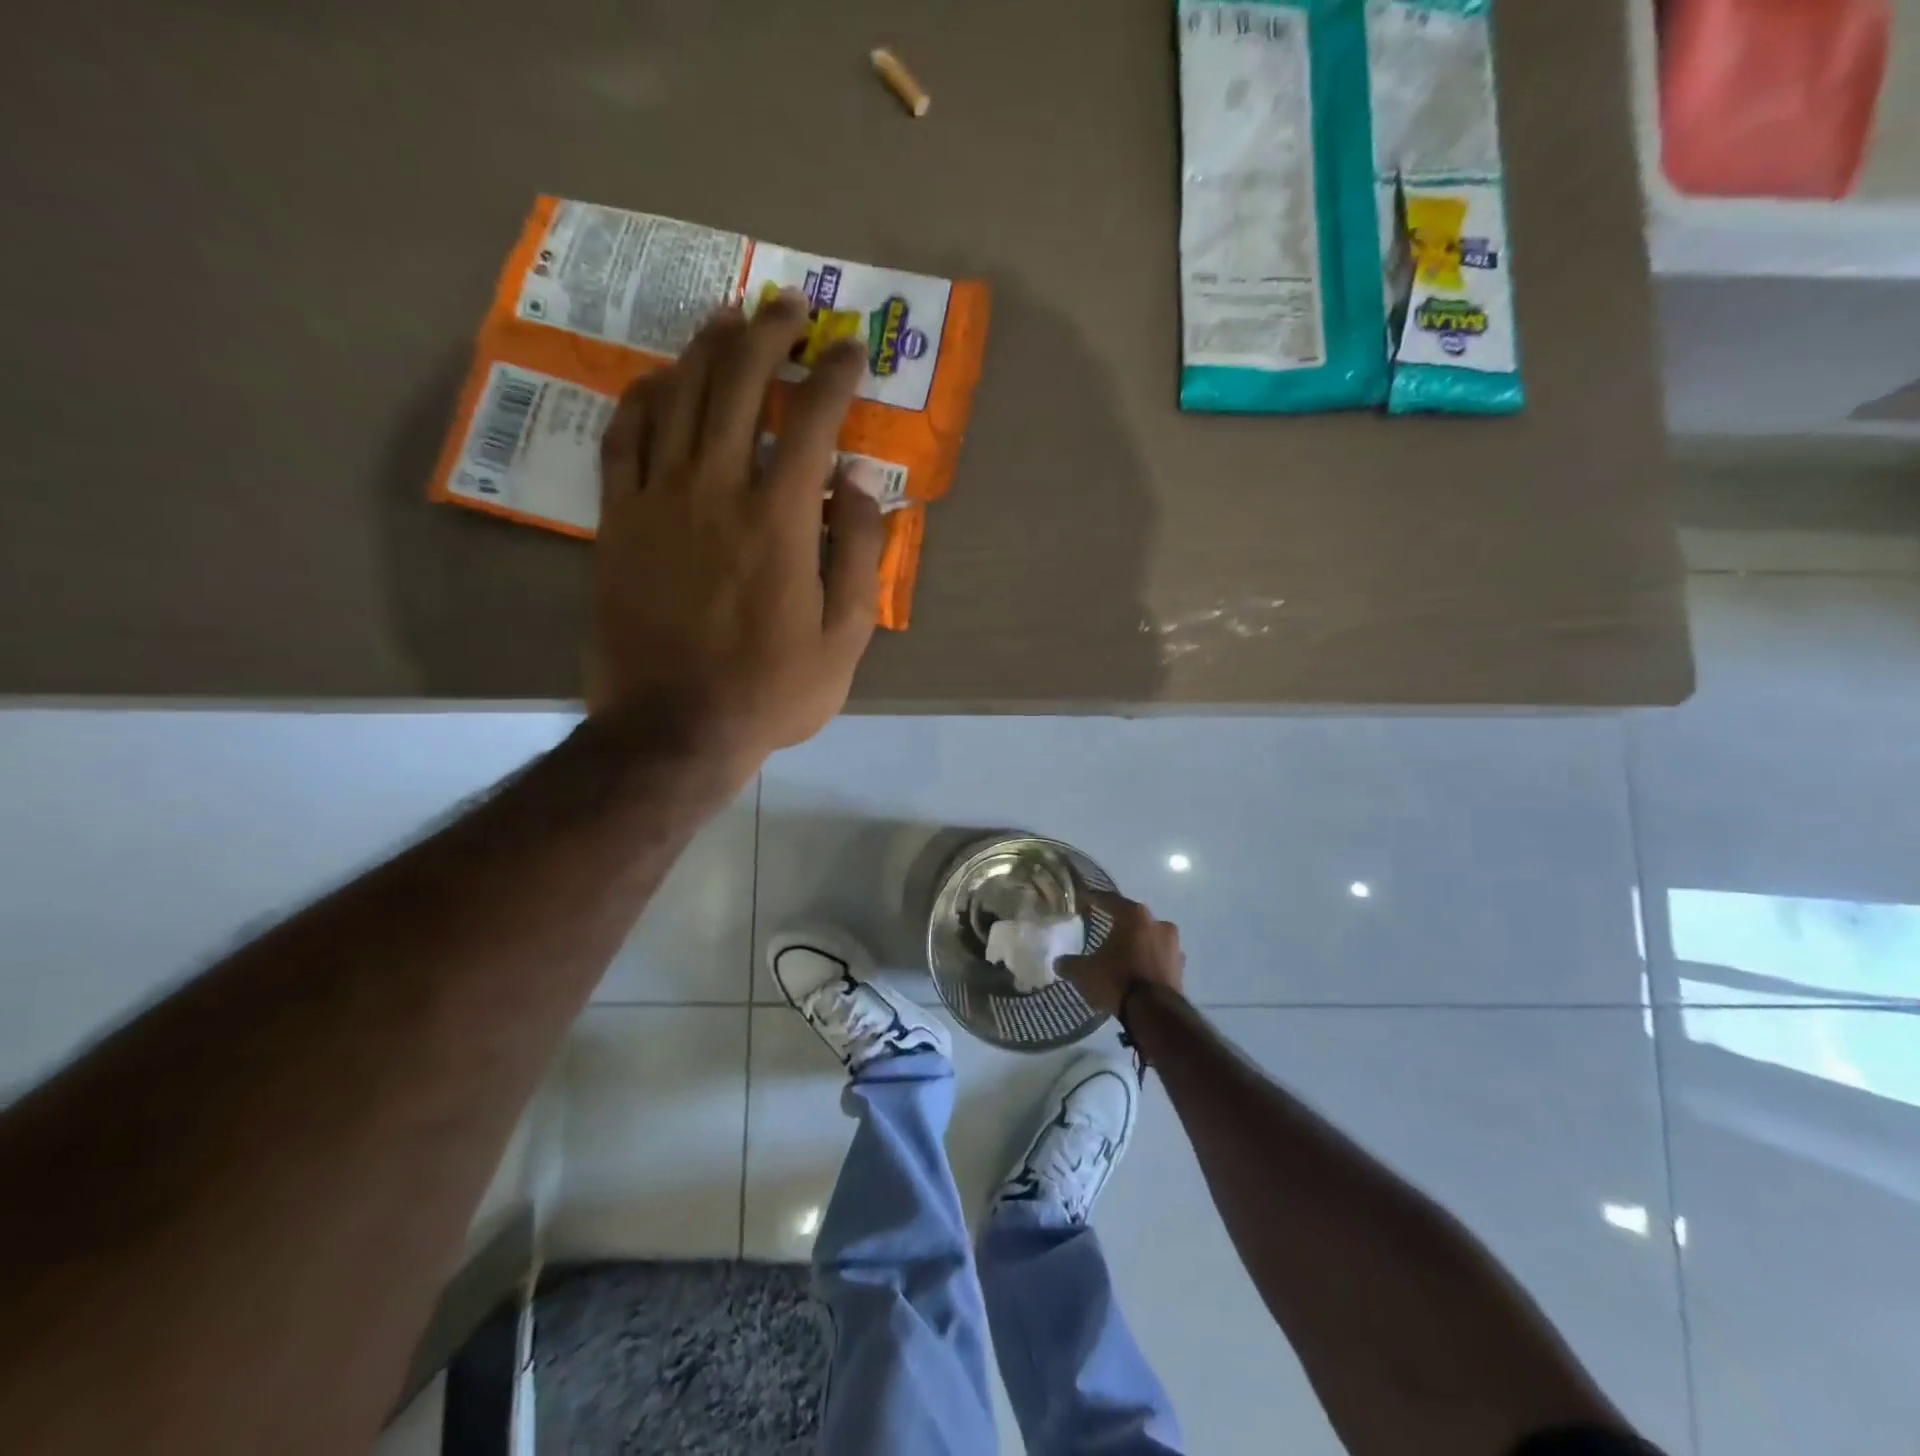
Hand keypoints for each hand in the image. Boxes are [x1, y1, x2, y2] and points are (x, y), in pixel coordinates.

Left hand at [588, 291, 884, 776]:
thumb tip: (855, 485)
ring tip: (730, 318)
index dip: (835, 375)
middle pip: (738, 384)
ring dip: (707, 348)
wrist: (675, 728)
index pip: (812, 420)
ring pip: (678, 397)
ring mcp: (659, 500)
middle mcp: (717, 489)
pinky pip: (624, 438)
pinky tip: (659, 379)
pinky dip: (643, 399)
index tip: (850, 351)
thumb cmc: (771, 690)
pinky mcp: (619, 521)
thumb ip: (858, 554)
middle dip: (769, 334)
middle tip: (789, 305)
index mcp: (779, 520)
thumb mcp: (845, 638)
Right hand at [1058, 892, 1185, 1015]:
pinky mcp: (1180, 968)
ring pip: (1150, 939)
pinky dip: (1148, 963)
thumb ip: (1070, 963)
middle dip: (1120, 925)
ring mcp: (1173, 946)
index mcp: (1134, 915)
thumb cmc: (1117, 980)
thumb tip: (1060, 962)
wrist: (1155, 1013)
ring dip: (1138, 945)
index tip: (1084, 898)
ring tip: (1122, 956)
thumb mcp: (1084, 972)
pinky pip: (1159, 959)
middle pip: (1134, 919)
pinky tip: (1136, 973)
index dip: (1095, 899)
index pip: (1110, 900)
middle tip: (1105, 930)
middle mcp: (1158, 923)